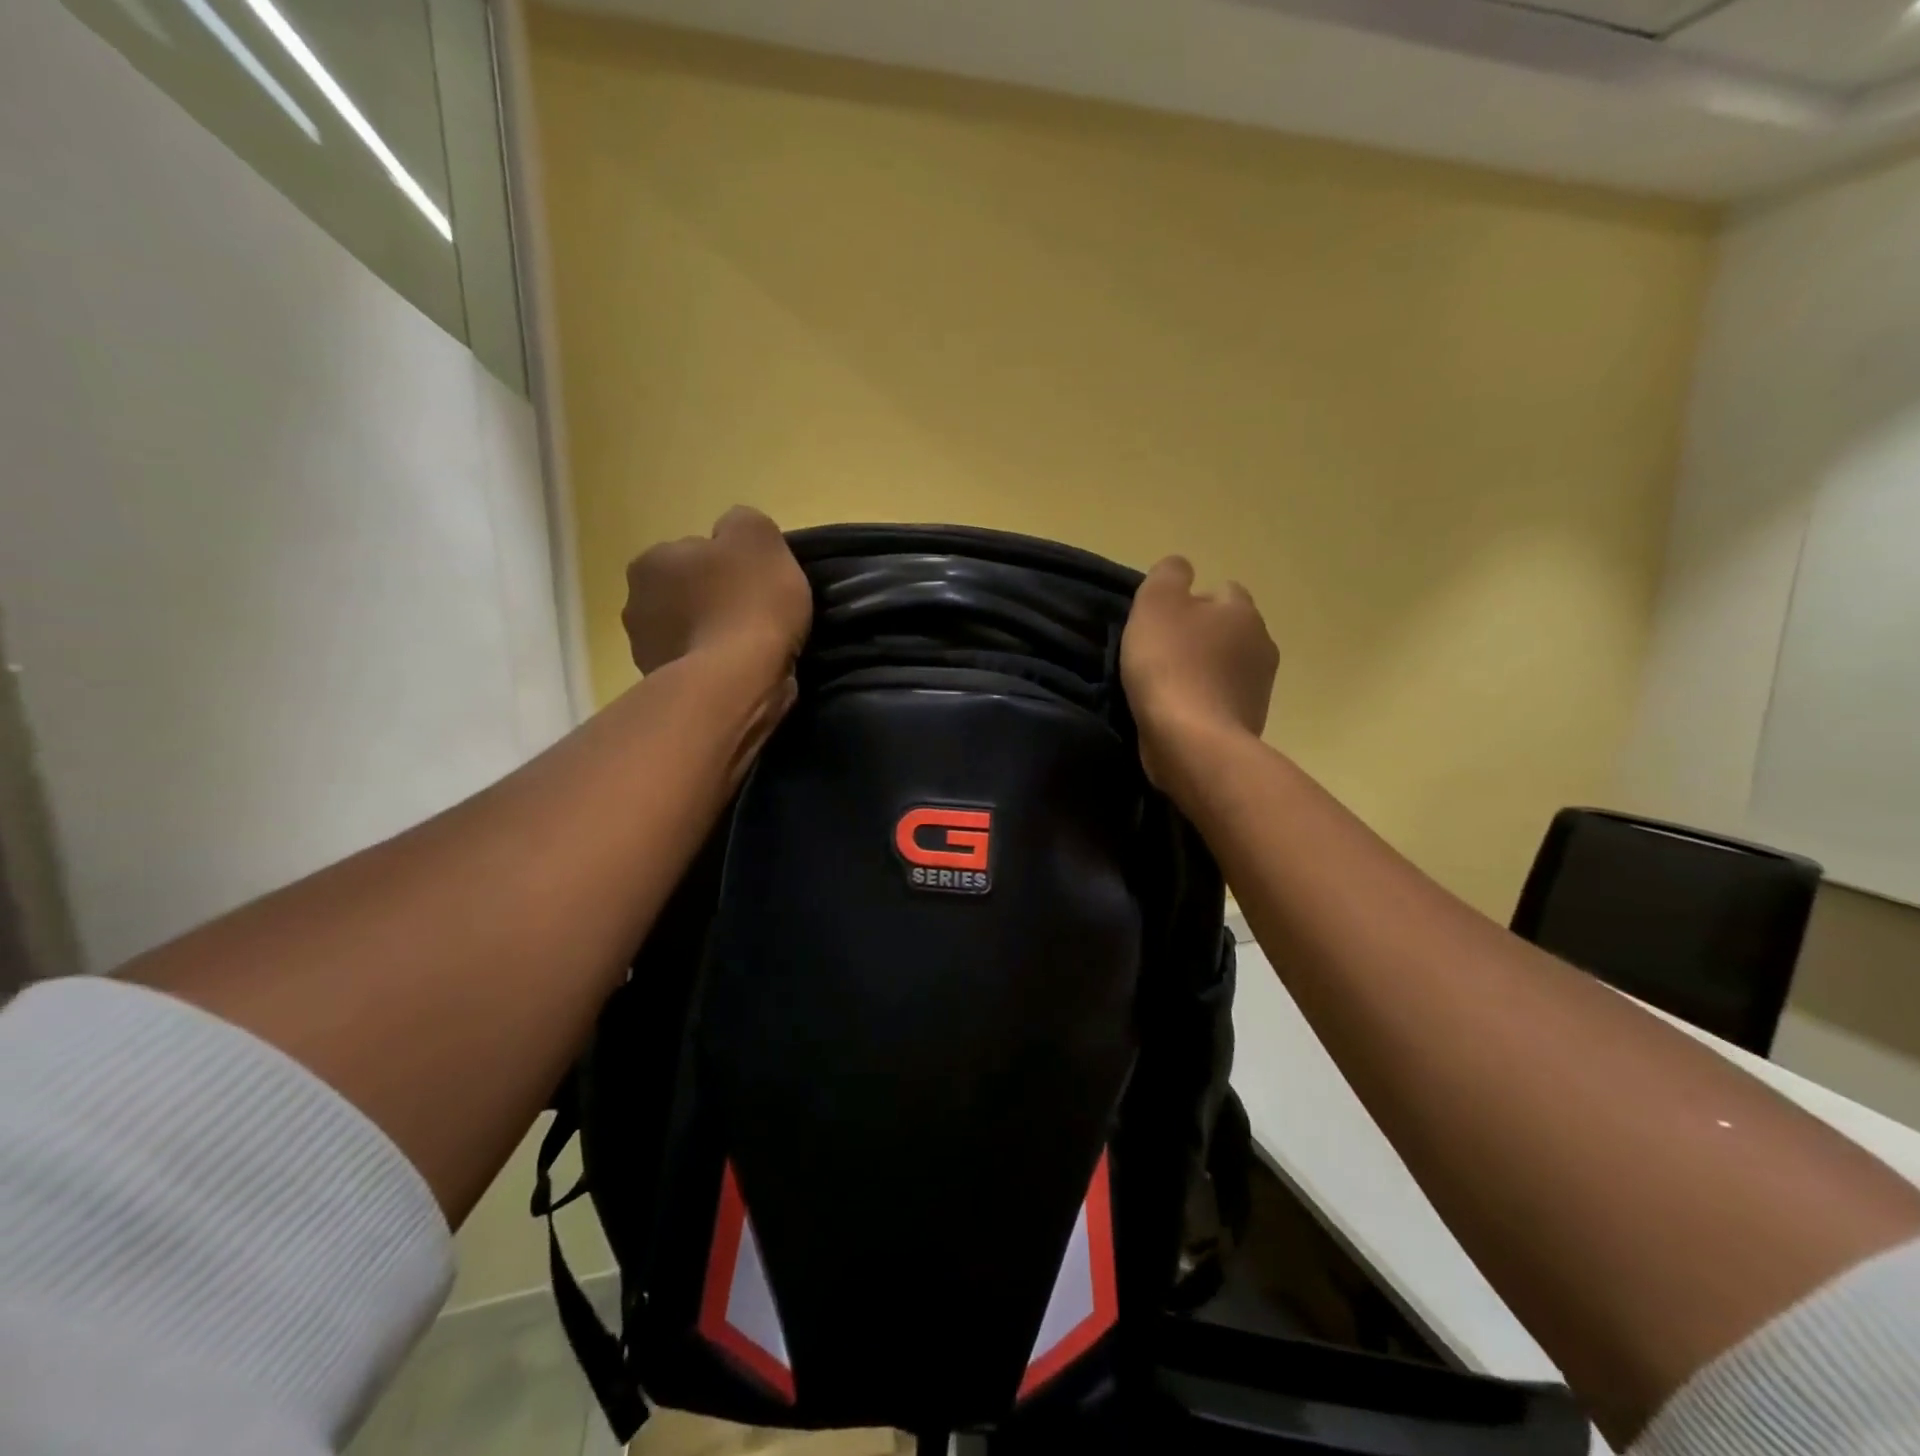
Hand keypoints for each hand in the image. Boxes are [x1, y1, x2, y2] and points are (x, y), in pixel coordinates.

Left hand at [622, 506, 812, 677]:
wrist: (736, 682)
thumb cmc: (748, 603)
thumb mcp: (759, 538)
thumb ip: (743, 524)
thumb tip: (731, 535)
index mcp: (651, 561)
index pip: (695, 553)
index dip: (731, 566)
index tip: (756, 584)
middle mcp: (635, 603)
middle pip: (688, 594)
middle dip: (716, 601)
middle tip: (757, 615)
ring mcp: (646, 651)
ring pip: (691, 632)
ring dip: (714, 636)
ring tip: (752, 650)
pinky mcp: (664, 689)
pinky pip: (697, 668)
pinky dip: (716, 668)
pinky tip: (741, 674)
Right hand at [1121, 556, 1277, 785]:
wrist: (1192, 742)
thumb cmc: (1171, 666)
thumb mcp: (1156, 604)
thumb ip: (1168, 576)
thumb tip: (1181, 568)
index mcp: (1242, 611)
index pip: (1222, 591)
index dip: (1191, 603)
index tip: (1162, 623)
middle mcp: (1262, 644)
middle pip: (1227, 630)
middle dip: (1201, 638)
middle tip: (1161, 655)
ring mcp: (1260, 688)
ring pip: (1227, 667)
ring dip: (1204, 672)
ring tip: (1167, 688)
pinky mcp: (1250, 723)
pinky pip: (1223, 701)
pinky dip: (1205, 703)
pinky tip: (1180, 714)